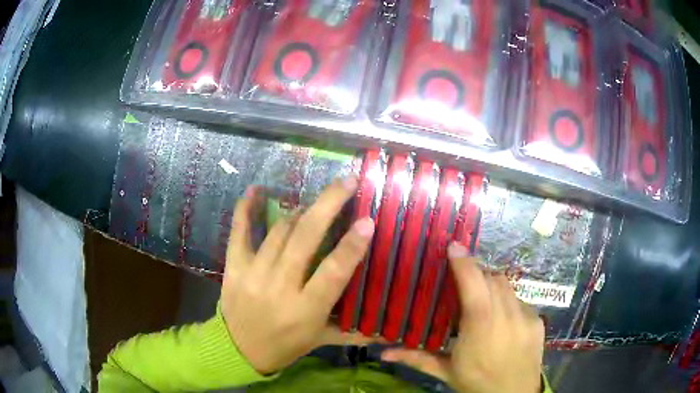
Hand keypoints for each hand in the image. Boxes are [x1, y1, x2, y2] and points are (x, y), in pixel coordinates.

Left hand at [220, 177, 377, 374]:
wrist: (237, 351)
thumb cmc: (285, 346)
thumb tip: (388, 329)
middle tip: (347, 181)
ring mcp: (253, 275)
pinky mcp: (233, 267)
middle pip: (304, 240)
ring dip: (298, 212)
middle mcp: (279, 288)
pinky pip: (239, 233)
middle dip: (328, 205)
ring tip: (312, 204)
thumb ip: (354, 332)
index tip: (367, 220)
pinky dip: (245, 209)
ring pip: (278, 232)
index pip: (333, 272)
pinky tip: (254, 189)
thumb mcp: (321, 341)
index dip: (351, 246)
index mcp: (306, 310)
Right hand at [382, 243, 544, 392]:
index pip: (474, 284)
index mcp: (480, 326)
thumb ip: (415, 358)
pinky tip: (502, 320)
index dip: (464, 262)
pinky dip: (508, 302)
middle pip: (492, 278)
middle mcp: (506, 315)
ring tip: (483, 301)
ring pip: (508, 287)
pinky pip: (521, 300)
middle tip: (464, 282)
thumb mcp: (445, 371)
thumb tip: (382, 352)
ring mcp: (526, 316)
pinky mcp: (537, 320)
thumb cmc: (476, 382)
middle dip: (477, 273)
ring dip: (493, 286)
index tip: (453, 246)